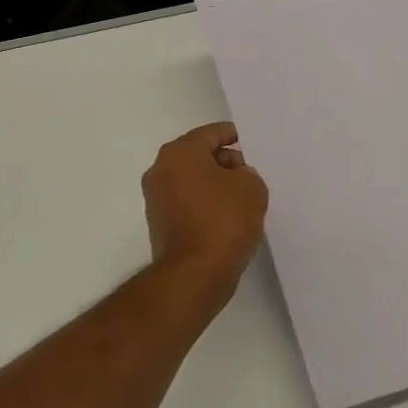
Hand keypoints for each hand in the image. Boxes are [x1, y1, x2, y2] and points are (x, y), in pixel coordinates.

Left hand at [142, 123, 268, 307]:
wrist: (194, 274)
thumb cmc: (223, 221)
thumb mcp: (251, 189)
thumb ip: (247, 174)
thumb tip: (235, 178)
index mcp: (180, 152)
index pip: (210, 133)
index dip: (231, 135)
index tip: (247, 141)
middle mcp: (161, 169)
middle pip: (197, 155)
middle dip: (223, 161)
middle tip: (248, 174)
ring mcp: (155, 197)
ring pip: (190, 179)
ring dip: (213, 184)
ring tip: (240, 198)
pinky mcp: (158, 222)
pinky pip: (185, 201)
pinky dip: (203, 203)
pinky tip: (224, 217)